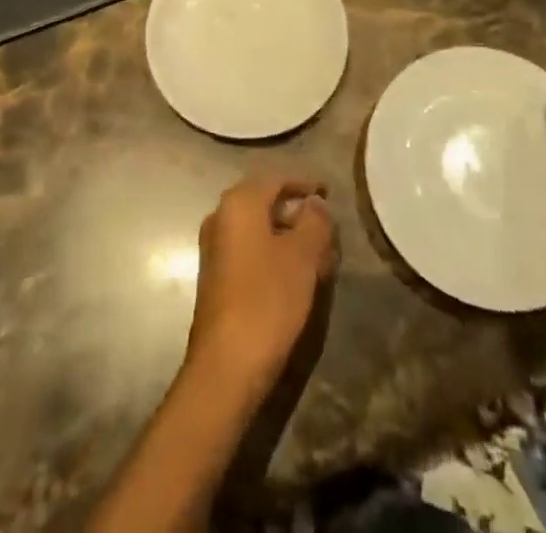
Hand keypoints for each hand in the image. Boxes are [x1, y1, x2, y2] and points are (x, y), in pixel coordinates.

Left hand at [186, 173, 338, 395]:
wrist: (225, 366)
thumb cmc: (267, 300)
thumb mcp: (302, 257)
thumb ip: (313, 222)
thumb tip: (315, 203)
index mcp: (239, 202)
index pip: (277, 178)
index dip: (305, 184)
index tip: (329, 193)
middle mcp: (221, 216)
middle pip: (266, 202)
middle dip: (298, 213)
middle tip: (328, 230)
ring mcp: (216, 247)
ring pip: (259, 229)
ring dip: (289, 236)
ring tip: (320, 255)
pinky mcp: (217, 276)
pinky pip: (250, 250)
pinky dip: (274, 253)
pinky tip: (297, 276)